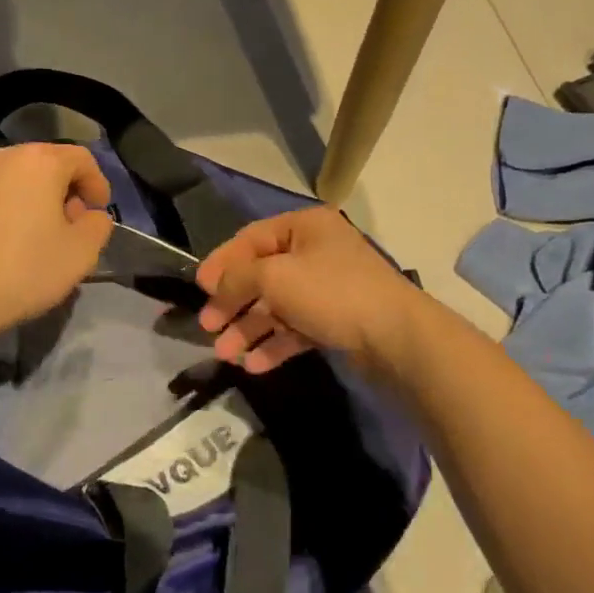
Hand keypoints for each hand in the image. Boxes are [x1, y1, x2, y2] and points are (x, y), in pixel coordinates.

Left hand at [0, 142, 115, 347]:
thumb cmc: (23, 269)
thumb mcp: (81, 254)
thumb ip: (98, 226)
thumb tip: (90, 216)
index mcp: (40, 162)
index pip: (82, 159)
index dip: (98, 184)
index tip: (98, 213)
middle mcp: (3, 158)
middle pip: (45, 164)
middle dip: (64, 191)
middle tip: (70, 226)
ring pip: (14, 180)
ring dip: (32, 200)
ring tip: (35, 237)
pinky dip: (3, 211)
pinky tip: (1, 245)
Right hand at [195, 207, 424, 375]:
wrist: (395, 337)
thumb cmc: (331, 292)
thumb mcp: (275, 277)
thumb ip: (238, 277)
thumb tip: (214, 283)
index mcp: (305, 227)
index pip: (251, 238)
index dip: (222, 262)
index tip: (198, 287)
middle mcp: (316, 252)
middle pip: (262, 275)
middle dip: (233, 303)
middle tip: (208, 327)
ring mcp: (327, 288)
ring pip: (277, 305)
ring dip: (249, 329)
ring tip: (226, 354)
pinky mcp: (336, 320)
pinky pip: (296, 328)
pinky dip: (275, 344)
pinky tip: (254, 365)